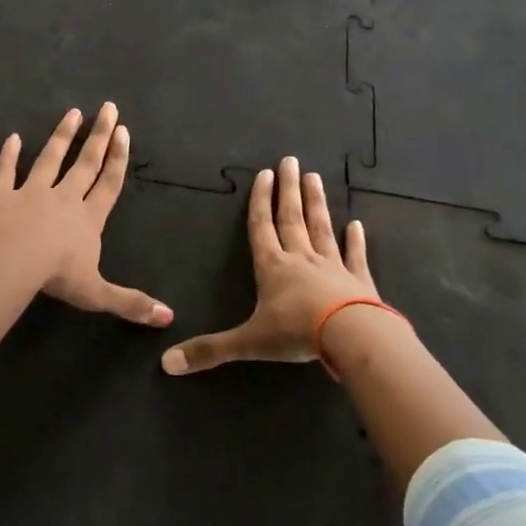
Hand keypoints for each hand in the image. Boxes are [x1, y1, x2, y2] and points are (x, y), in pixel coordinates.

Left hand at [0, 103, 172, 326]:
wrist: (13, 261)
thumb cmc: (58, 276)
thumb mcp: (98, 294)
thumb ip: (131, 303)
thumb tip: (169, 319)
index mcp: (88, 218)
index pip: (108, 183)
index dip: (118, 158)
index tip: (124, 131)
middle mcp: (64, 198)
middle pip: (85, 163)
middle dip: (98, 136)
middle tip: (107, 108)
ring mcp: (31, 192)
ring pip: (49, 159)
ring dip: (61, 136)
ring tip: (72, 113)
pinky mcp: (1, 195)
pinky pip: (5, 171)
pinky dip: (8, 155)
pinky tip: (11, 138)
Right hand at [161, 155, 377, 374]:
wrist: (351, 336)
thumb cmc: (296, 332)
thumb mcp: (248, 342)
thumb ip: (209, 351)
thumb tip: (165, 364)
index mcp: (272, 267)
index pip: (262, 227)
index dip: (260, 201)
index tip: (264, 174)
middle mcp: (301, 259)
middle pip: (291, 218)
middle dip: (288, 190)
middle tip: (291, 161)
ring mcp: (333, 267)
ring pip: (322, 229)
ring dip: (317, 203)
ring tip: (315, 178)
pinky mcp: (359, 281)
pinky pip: (356, 256)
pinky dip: (356, 241)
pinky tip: (357, 225)